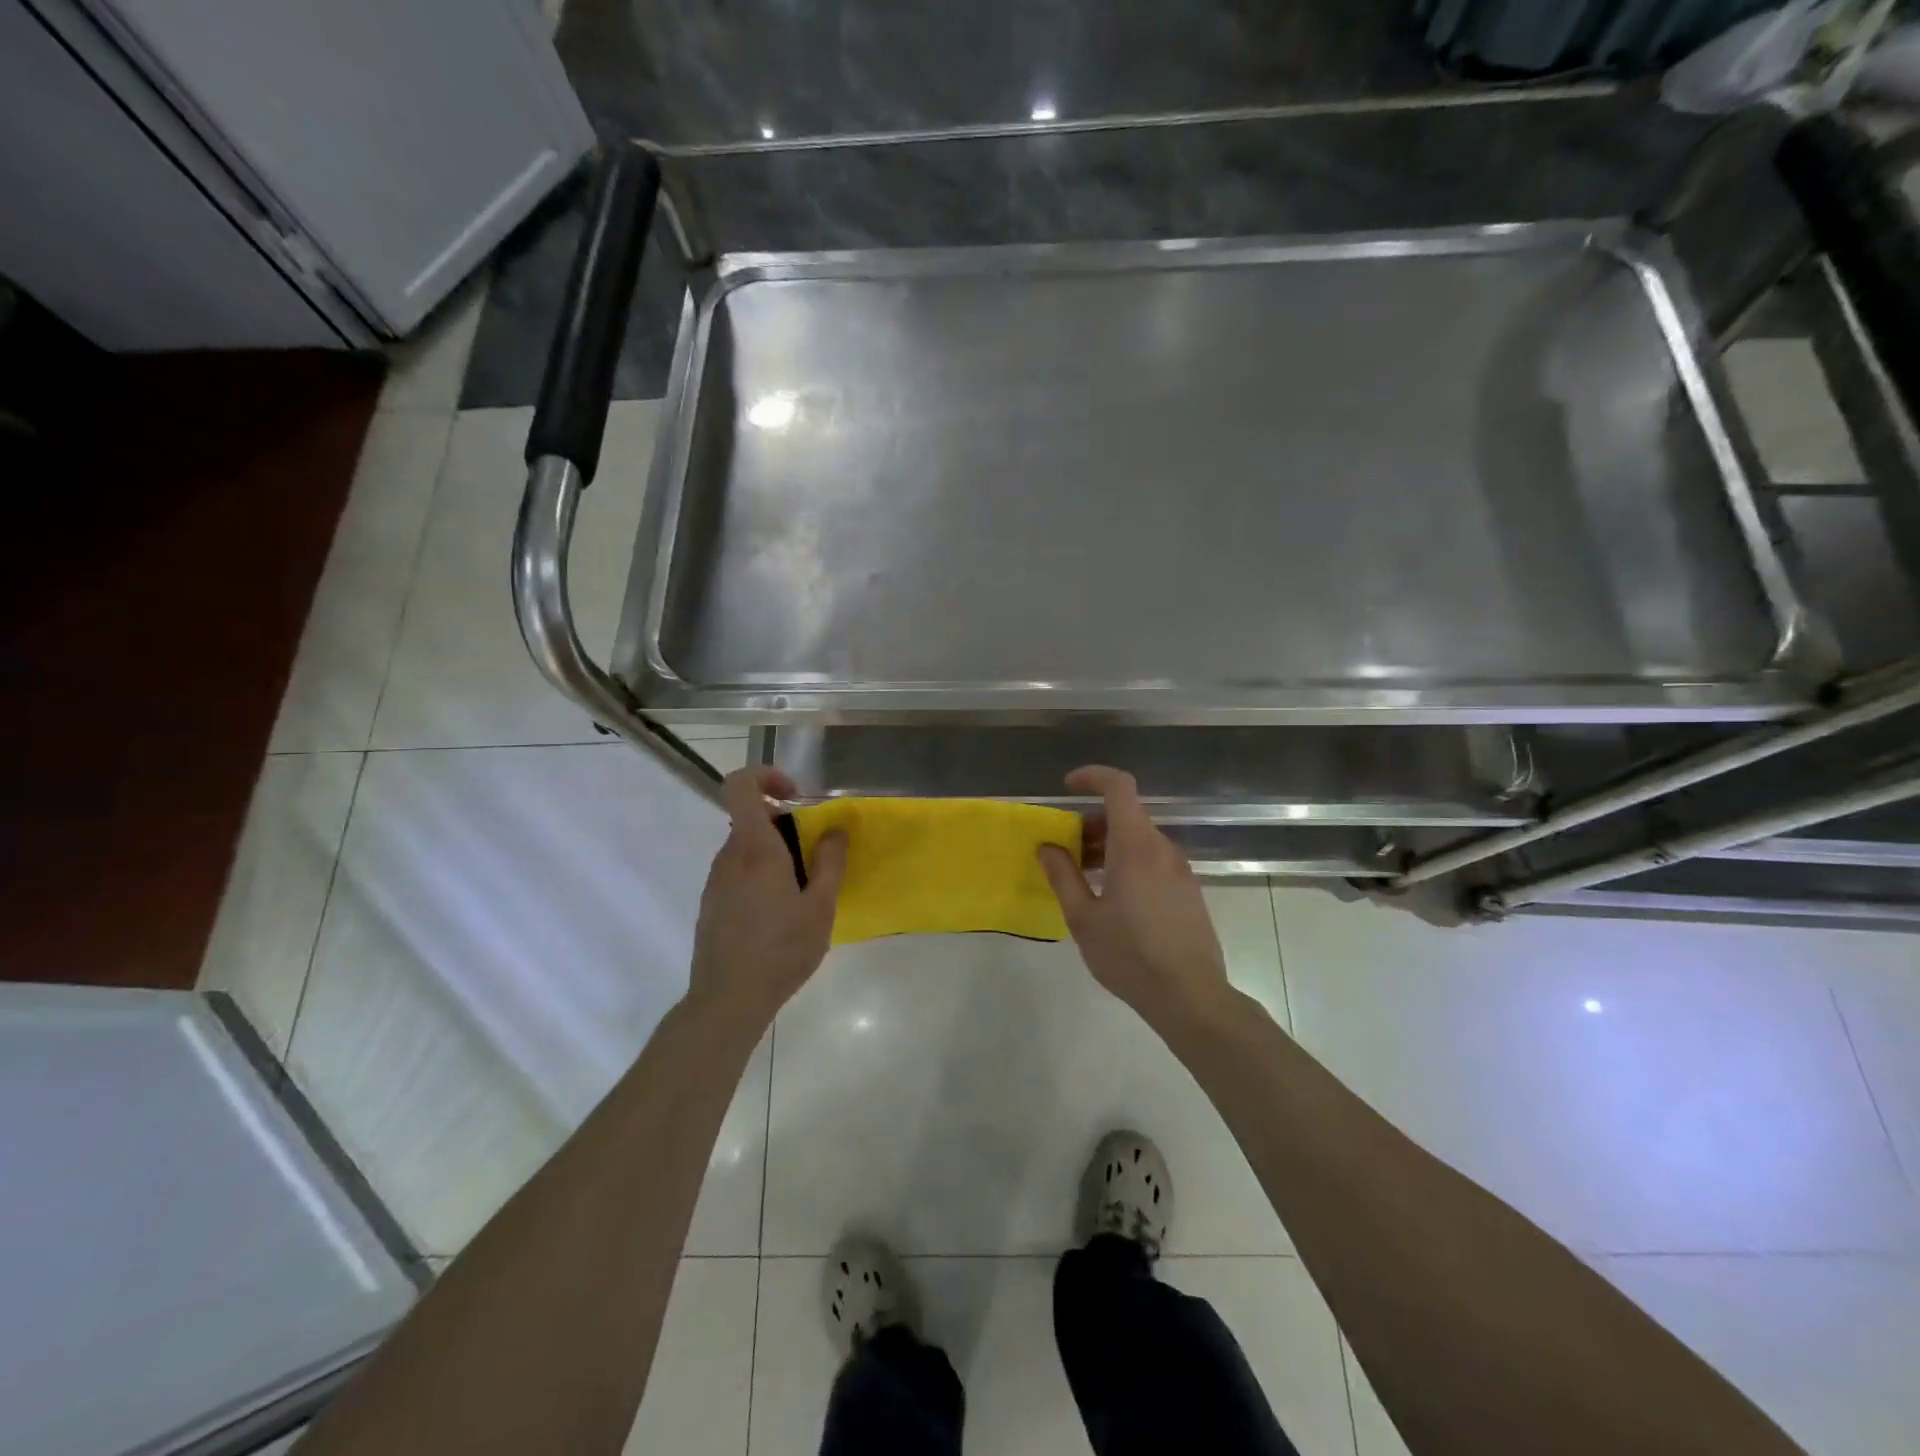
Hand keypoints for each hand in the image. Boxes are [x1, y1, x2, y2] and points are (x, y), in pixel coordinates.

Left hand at [689, 768, 846, 1026]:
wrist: (728, 999)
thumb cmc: (781, 949)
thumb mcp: (820, 906)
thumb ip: (830, 862)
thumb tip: (835, 829)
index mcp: (755, 848)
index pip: (740, 786)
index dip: (765, 776)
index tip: (796, 796)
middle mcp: (729, 857)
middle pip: (751, 819)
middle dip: (785, 825)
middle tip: (815, 857)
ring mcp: (716, 881)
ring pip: (746, 848)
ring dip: (775, 854)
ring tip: (802, 892)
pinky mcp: (711, 904)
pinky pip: (738, 873)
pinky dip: (761, 877)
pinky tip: (779, 915)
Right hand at [1038, 766, 1231, 1030]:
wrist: (1190, 996)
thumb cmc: (1130, 955)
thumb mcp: (1083, 918)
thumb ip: (1063, 876)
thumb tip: (1048, 847)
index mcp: (1135, 846)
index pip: (1119, 786)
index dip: (1092, 776)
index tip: (1067, 787)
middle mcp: (1162, 848)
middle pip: (1126, 814)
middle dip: (1092, 821)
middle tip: (1066, 848)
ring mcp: (1180, 869)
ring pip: (1140, 839)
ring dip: (1109, 844)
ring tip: (1084, 876)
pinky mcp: (1188, 890)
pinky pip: (1153, 859)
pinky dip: (1128, 861)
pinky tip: (1113, 896)